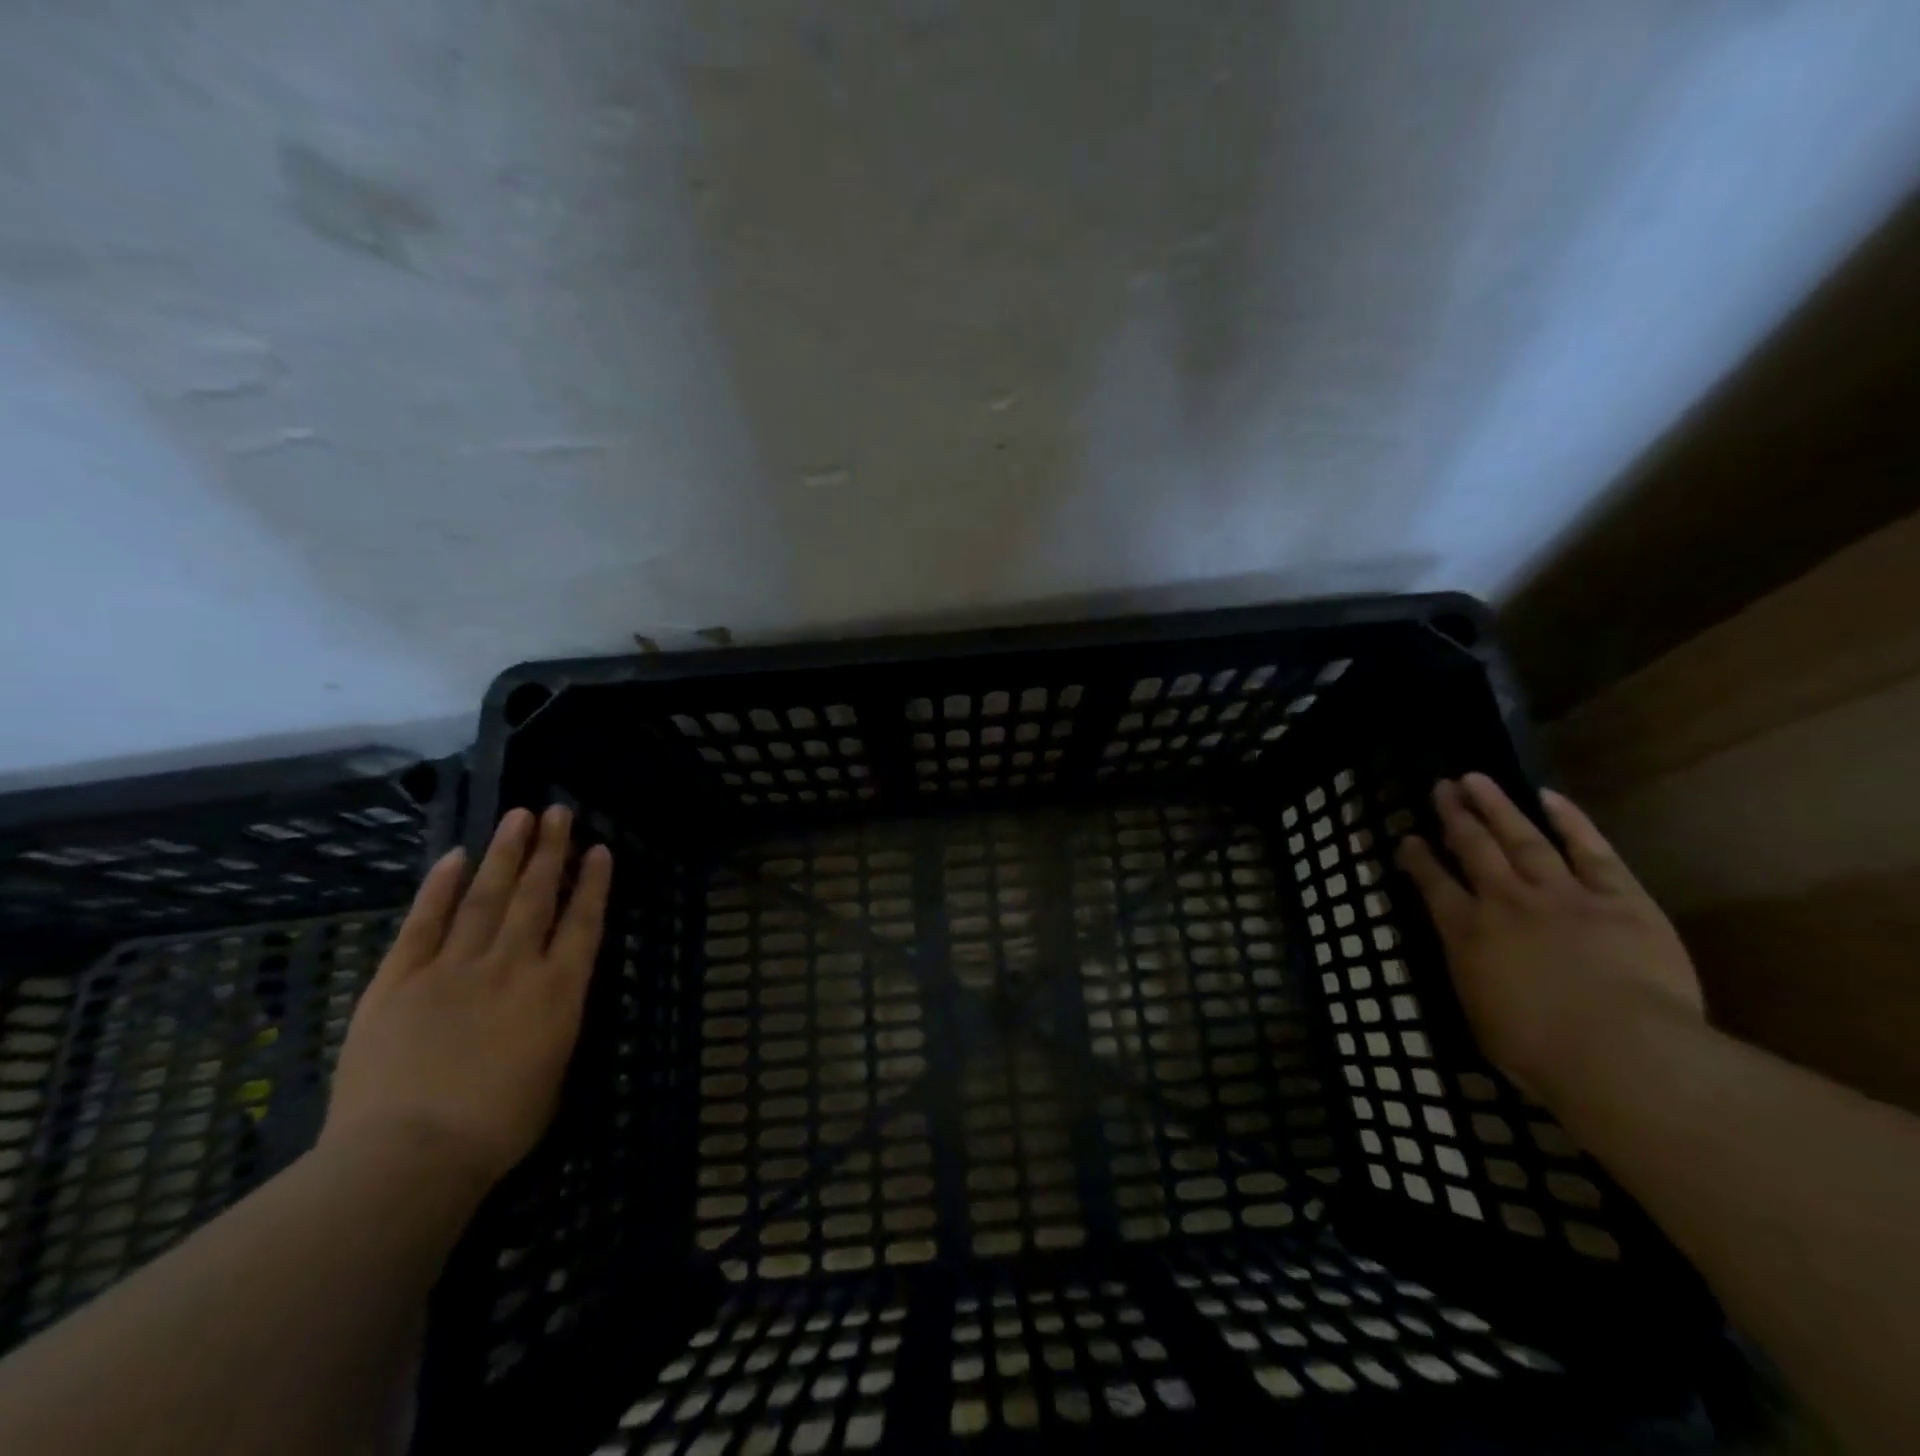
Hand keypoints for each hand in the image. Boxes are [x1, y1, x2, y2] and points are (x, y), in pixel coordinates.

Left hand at [321, 806, 612, 1194]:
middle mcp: (514, 964)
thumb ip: (556, 1020)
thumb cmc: (498, 1126)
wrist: (409, 1155)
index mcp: (558, 990)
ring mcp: (455, 967)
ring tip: (518, 816)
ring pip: (486, 897)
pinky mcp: (400, 980)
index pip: (583, 921)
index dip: (593, 882)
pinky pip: (424, 923)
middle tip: (557, 812)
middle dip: (550, 850)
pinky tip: (455, 857)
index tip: (599, 849)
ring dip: (505, 854)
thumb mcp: (554, 1070)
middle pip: (536, 895)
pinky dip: (440, 888)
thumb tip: (553, 992)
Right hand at [1396, 774, 1702, 1103]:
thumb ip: (1473, 976)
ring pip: (1521, 839)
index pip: (1433, 886)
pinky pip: (1590, 851)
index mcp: (1466, 934)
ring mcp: (1561, 895)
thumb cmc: (1540, 1052)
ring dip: (1496, 807)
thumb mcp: (1481, 1017)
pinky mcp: (1618, 898)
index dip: (1418, 860)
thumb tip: (1469, 959)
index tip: (1408, 839)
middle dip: (1454, 817)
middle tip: (1441, 788)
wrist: (1621, 1052)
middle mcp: (1504, 902)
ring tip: (1476, 779)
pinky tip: (1549, 796)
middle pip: (1473, 849)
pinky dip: (1569, 821)